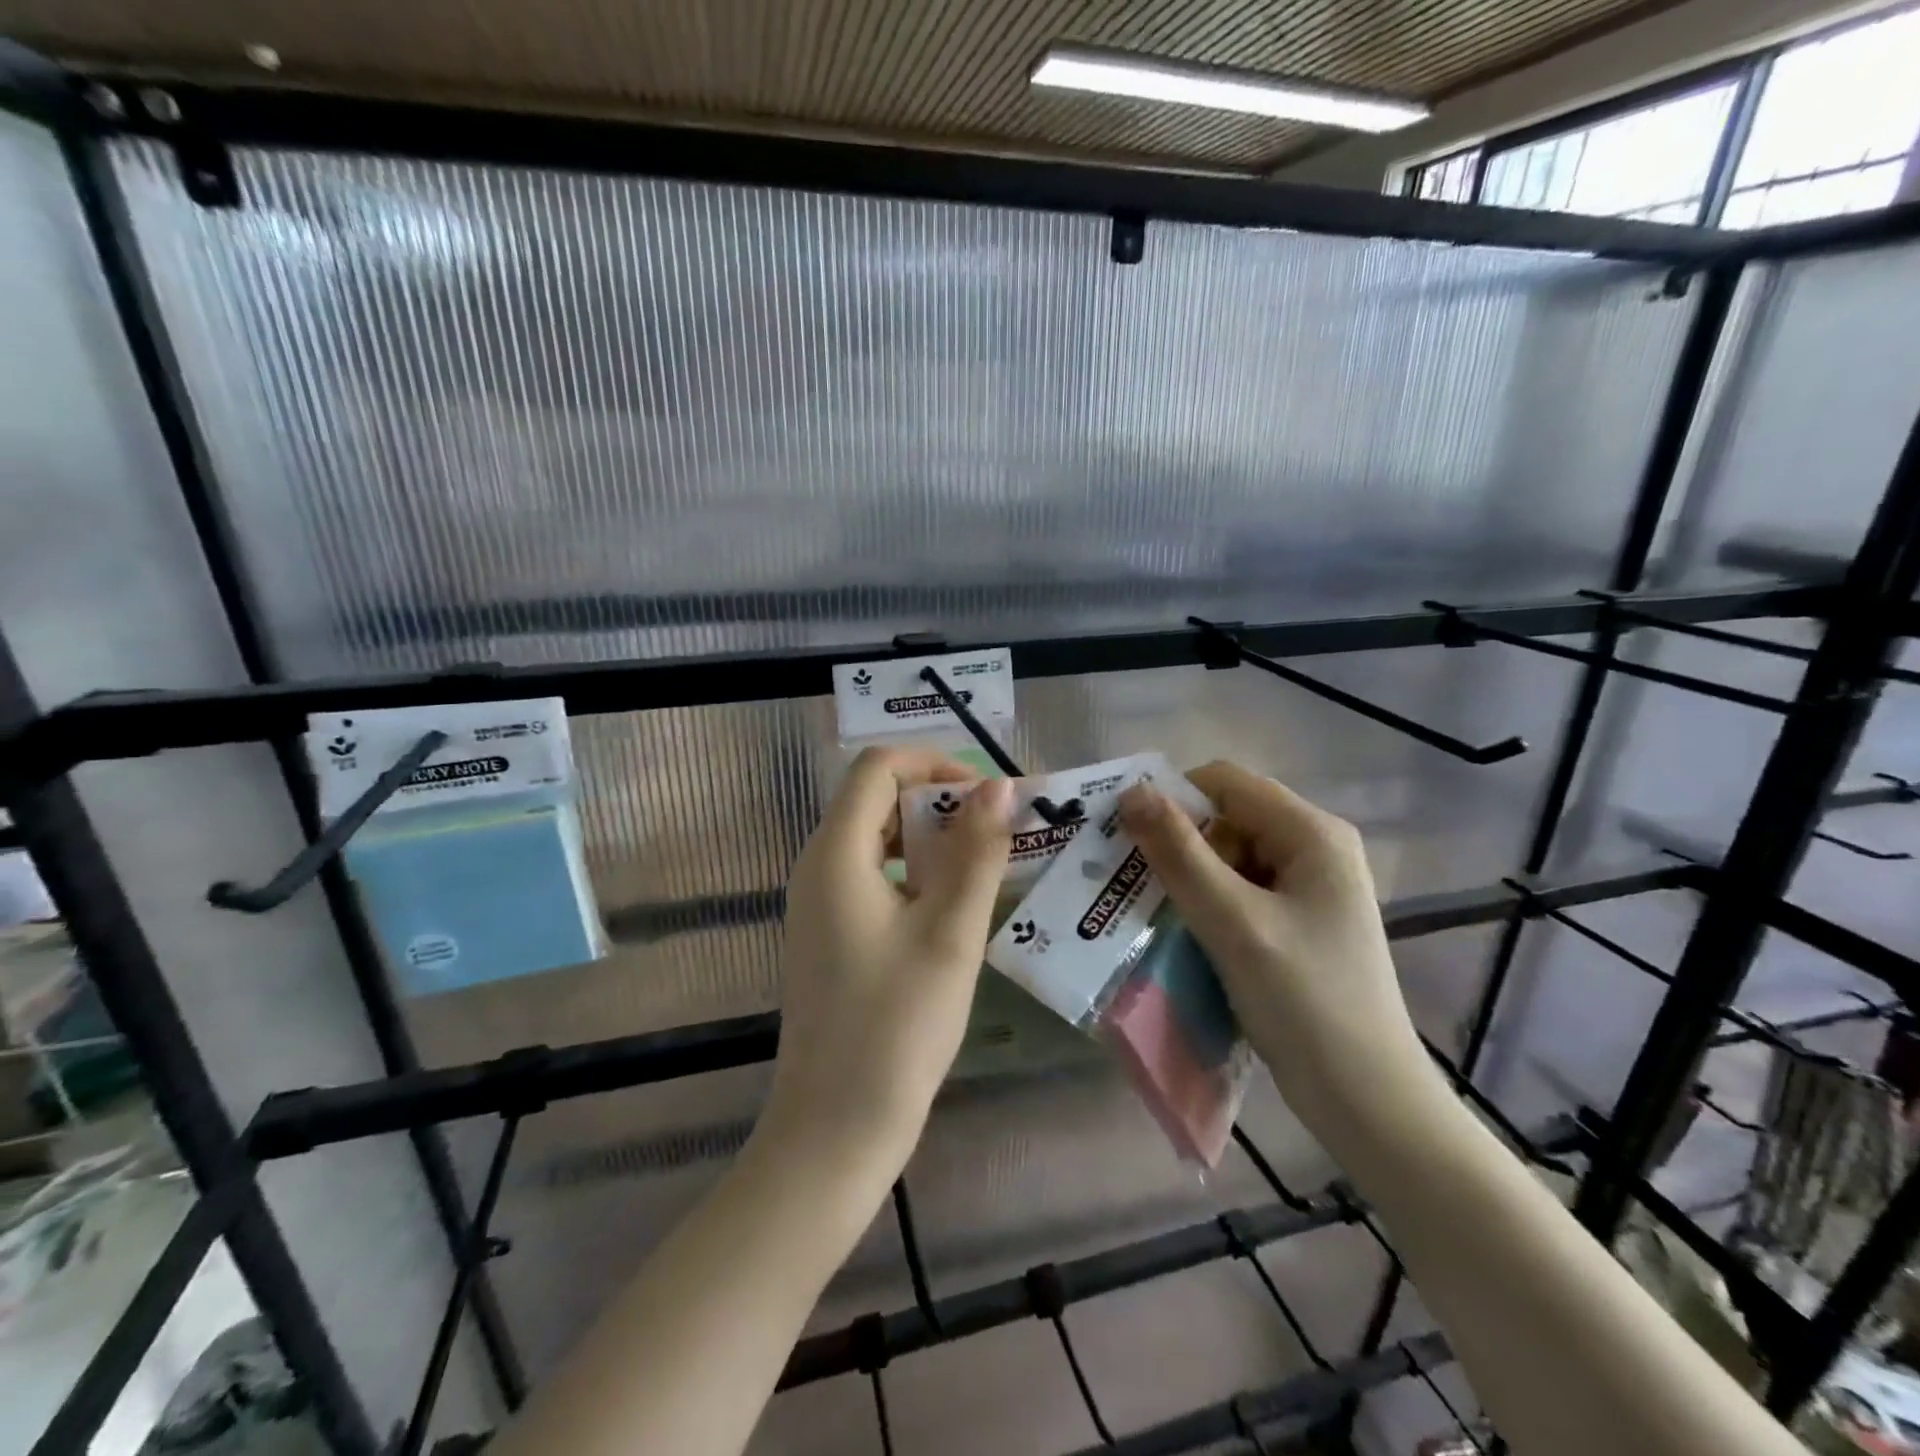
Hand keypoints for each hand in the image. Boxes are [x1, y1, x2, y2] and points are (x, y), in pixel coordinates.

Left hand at [760, 747, 1013, 1184]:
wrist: (835, 1128)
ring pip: (878, 838)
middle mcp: (818, 865)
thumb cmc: (896, 1026)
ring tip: (985, 868)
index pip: (878, 767)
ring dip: (931, 839)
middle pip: (877, 798)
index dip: (935, 763)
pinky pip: (873, 876)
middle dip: (939, 802)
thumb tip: (999, 786)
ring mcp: (819, 901)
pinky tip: (953, 908)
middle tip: (998, 834)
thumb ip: (976, 852)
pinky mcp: (830, 932)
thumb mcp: (950, 932)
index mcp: (836, 852)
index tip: (988, 796)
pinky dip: (916, 873)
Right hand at [1119, 761, 1426, 1121]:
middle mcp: (1315, 847)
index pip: (1224, 781)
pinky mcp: (1298, 921)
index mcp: (1312, 832)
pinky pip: (1240, 890)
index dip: (1172, 798)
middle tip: (1137, 882)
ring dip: (1189, 877)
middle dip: (1179, 842)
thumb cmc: (1304, 1002)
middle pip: (1227, 817)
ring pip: (1229, 856)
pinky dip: (1208, 903)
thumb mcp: (1232, 922)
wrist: (1366, 1100)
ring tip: (1156, 911)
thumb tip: (1131, 791)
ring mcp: (1309, 886)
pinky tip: (1185, 933)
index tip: (1128, 836)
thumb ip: (1179, 853)